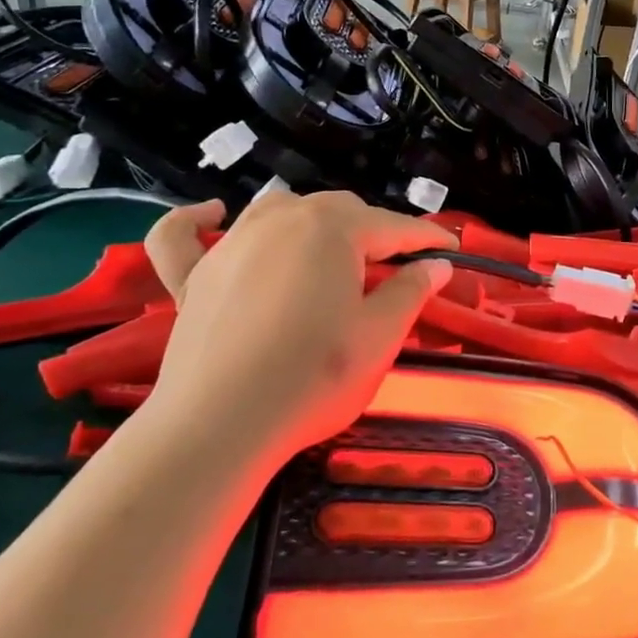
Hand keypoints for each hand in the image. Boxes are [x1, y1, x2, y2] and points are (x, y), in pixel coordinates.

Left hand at [139, 190, 455, 466]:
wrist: (219, 427)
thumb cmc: (314, 378)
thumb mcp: (380, 336)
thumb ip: (411, 291)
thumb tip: (436, 263)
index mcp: (333, 230)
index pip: (393, 227)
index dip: (426, 239)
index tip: (451, 250)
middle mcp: (281, 220)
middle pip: (338, 211)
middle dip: (372, 231)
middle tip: (395, 268)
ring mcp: (231, 245)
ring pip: (277, 211)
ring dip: (310, 222)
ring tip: (329, 249)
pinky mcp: (192, 277)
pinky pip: (186, 235)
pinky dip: (198, 221)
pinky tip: (213, 215)